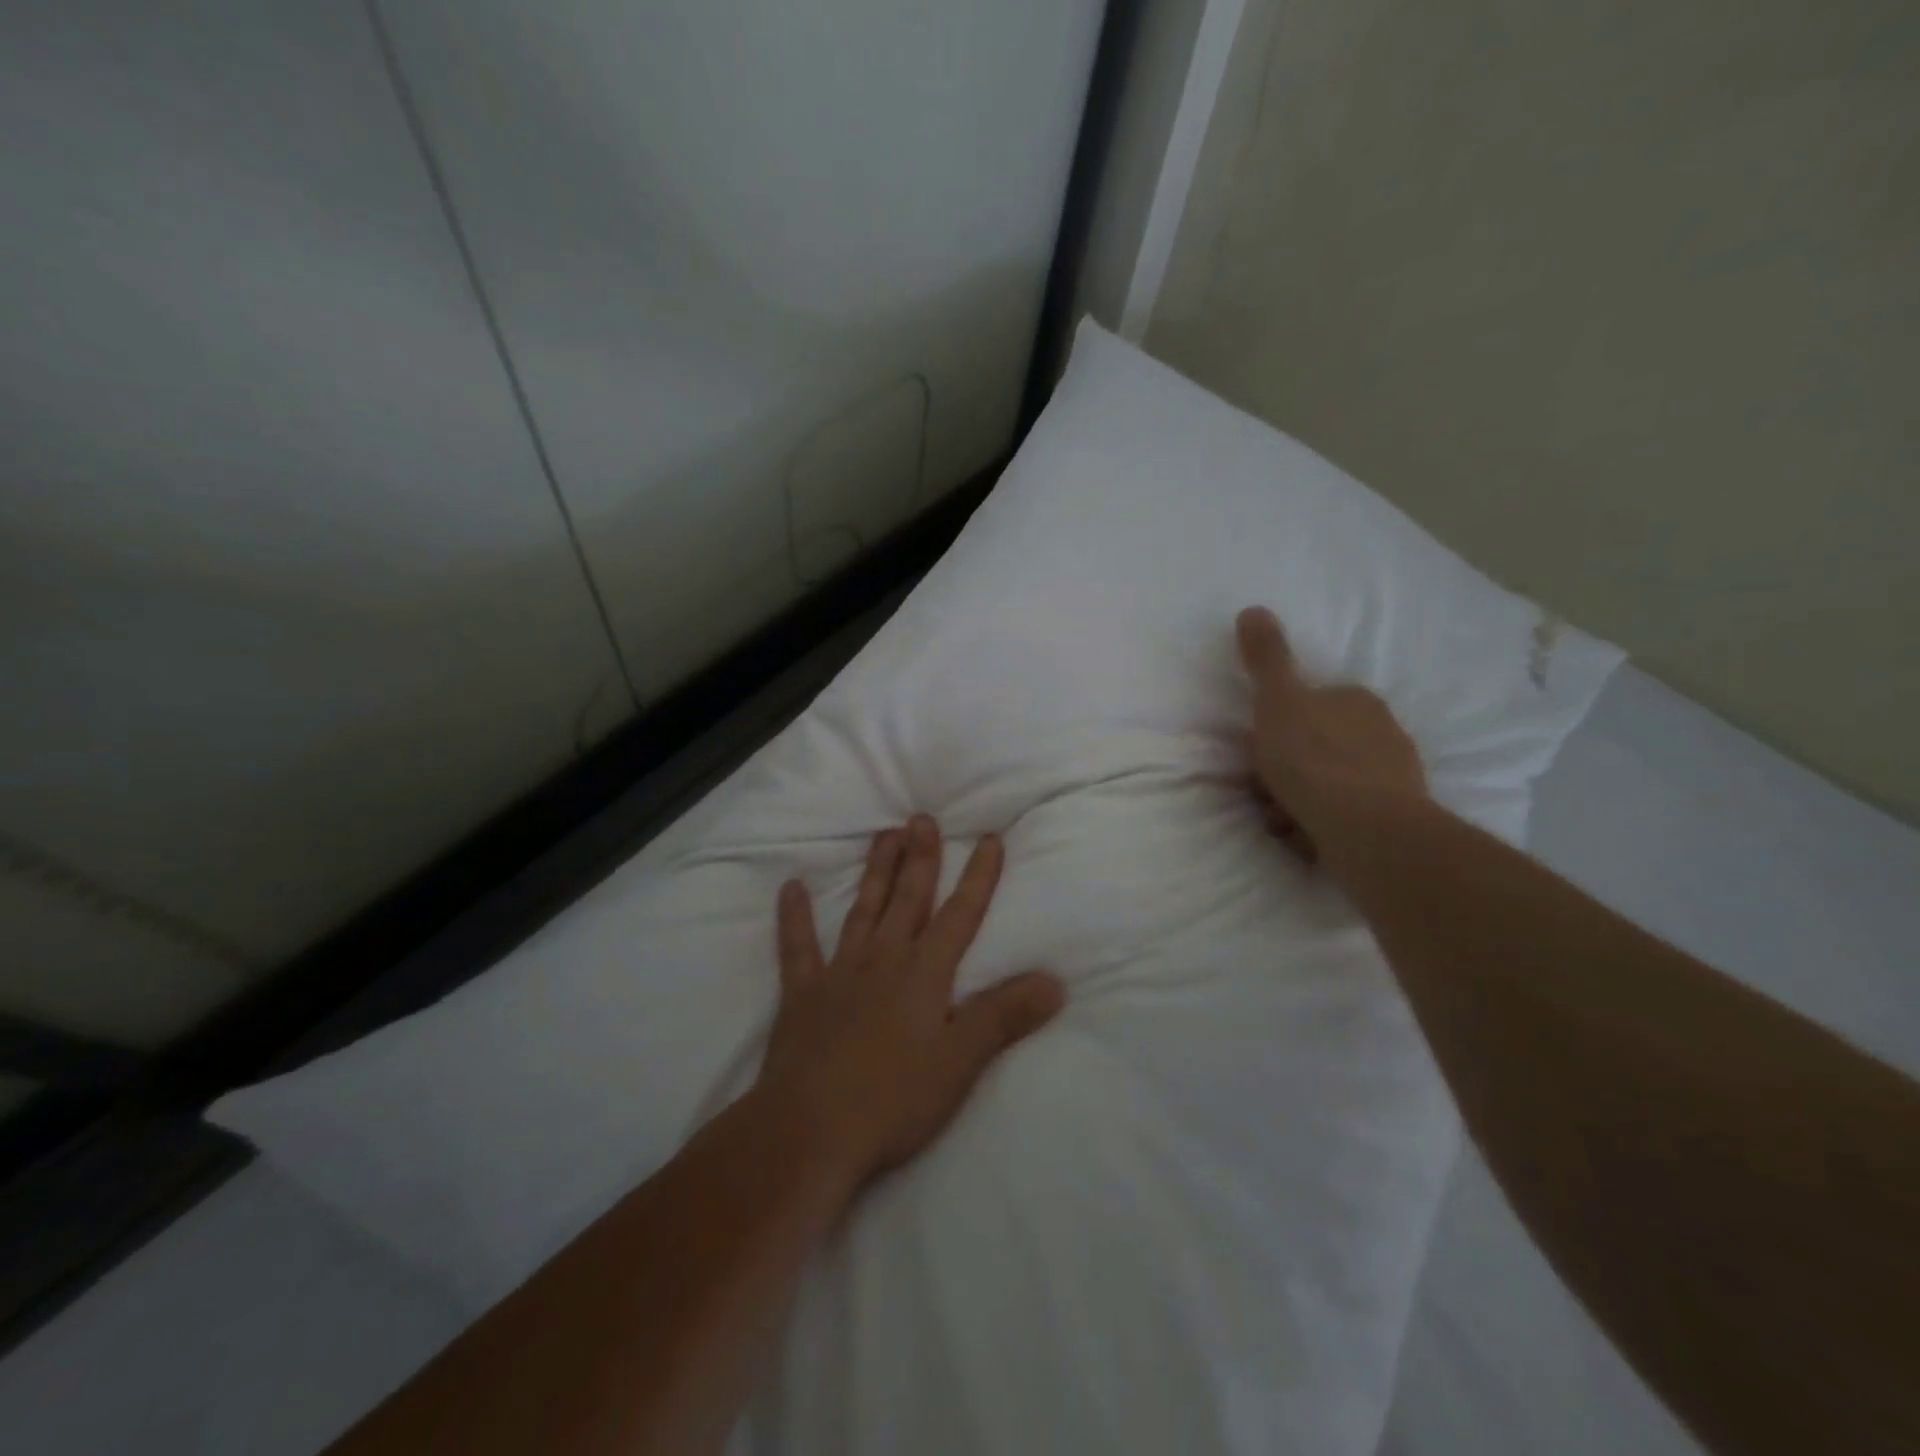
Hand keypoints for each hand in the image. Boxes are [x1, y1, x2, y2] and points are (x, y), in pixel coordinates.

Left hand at [757, 814, 1064, 1191]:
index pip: (960, 915)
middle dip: (920, 858)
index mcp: (924, 973)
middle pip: (908, 899)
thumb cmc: (893, 1099)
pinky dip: (794, 917)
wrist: (809, 1131)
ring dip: (875, 872)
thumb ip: (1005, 1016)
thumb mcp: (961, 1062)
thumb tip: (1055, 981)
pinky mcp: (802, 995)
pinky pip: (797, 947)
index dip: (978, 877)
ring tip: (883, 835)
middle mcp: (884, 959)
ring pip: (862, 910)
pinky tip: (790, 887)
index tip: (988, 839)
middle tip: (921, 818)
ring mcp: (839, 973)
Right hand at [1235, 606, 1426, 863]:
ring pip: (1330, 784)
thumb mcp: (1279, 702)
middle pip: (1318, 746)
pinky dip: (1320, 825)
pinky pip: (1344, 816)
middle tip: (1263, 789)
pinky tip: (1304, 837)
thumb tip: (1253, 609)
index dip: (1279, 727)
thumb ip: (1266, 659)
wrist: (1367, 832)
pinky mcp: (1393, 821)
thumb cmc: (1316, 761)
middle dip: (1288, 767)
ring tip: (1280, 820)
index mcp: (1356, 701)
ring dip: (1299, 800)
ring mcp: (1392, 779)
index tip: (1259, 749)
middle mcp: (1382, 733)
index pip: (1311, 704)